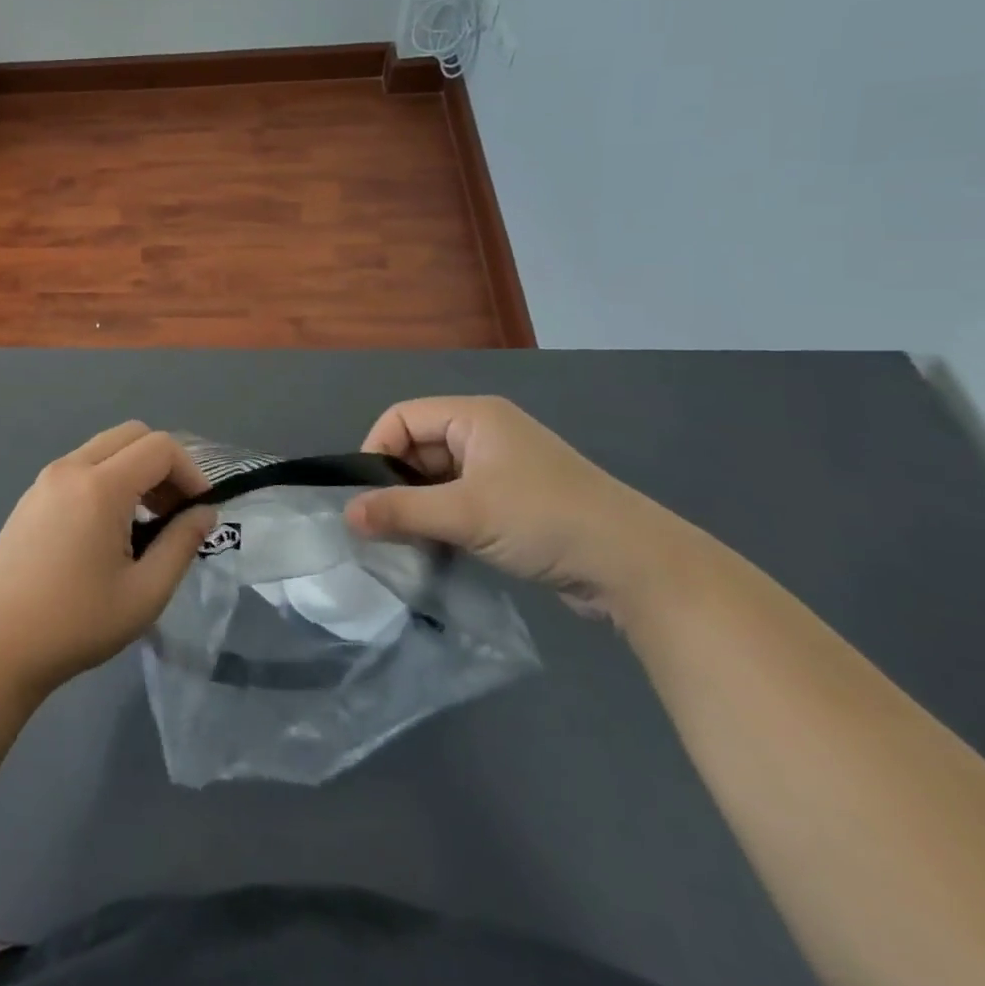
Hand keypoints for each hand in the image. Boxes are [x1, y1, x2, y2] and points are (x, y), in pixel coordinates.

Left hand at [0, 422, 216, 696]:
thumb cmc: (76, 623)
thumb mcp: (145, 592)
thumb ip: (181, 544)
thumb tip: (203, 512)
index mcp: (100, 486)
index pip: (159, 447)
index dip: (190, 472)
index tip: (199, 512)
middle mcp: (70, 468)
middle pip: (131, 435)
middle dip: (163, 465)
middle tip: (174, 512)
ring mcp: (45, 479)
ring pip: (104, 448)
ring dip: (134, 471)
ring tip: (144, 524)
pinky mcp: (30, 496)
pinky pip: (80, 467)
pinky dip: (106, 479)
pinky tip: (105, 530)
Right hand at [347, 396, 697, 618]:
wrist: (638, 568)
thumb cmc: (545, 521)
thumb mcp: (465, 514)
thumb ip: (400, 511)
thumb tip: (346, 515)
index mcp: (475, 417)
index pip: (402, 417)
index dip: (377, 450)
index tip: (368, 496)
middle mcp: (486, 433)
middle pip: (418, 446)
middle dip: (398, 483)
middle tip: (385, 524)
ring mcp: (503, 468)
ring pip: (438, 477)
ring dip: (420, 506)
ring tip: (409, 541)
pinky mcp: (515, 501)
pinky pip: (461, 499)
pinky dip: (444, 519)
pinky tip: (439, 548)